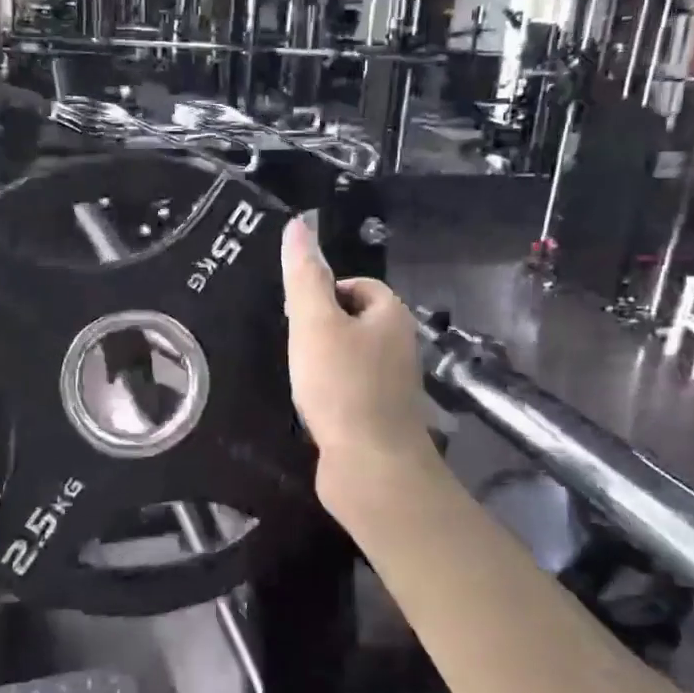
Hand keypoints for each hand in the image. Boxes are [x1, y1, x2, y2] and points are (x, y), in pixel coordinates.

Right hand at [281, 219, 435, 487]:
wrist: (372, 467)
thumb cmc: (342, 387)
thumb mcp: (315, 323)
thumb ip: (305, 275)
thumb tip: (298, 224)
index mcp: (391, 316)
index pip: (357, 285)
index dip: (324, 292)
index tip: (295, 315)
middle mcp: (400, 346)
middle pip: (353, 320)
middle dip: (321, 329)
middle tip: (293, 346)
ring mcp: (393, 385)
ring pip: (351, 357)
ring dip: (323, 362)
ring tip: (299, 377)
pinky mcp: (381, 417)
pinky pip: (351, 390)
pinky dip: (330, 393)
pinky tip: (312, 407)